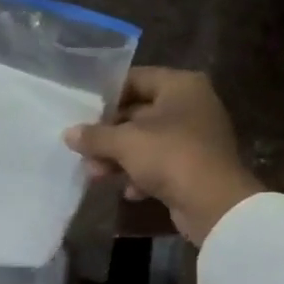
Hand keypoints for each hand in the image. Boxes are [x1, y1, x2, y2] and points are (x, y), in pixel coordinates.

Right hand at [64, 68, 261, 244]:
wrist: (214, 204)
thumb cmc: (170, 157)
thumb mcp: (125, 143)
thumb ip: (94, 136)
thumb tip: (68, 134)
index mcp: (180, 86)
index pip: (136, 79)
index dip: (107, 95)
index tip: (82, 112)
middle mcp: (191, 106)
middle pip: (139, 113)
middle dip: (109, 135)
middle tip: (82, 150)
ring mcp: (195, 138)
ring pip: (147, 142)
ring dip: (120, 159)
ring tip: (95, 175)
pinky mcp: (195, 167)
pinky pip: (161, 164)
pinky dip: (142, 175)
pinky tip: (129, 192)